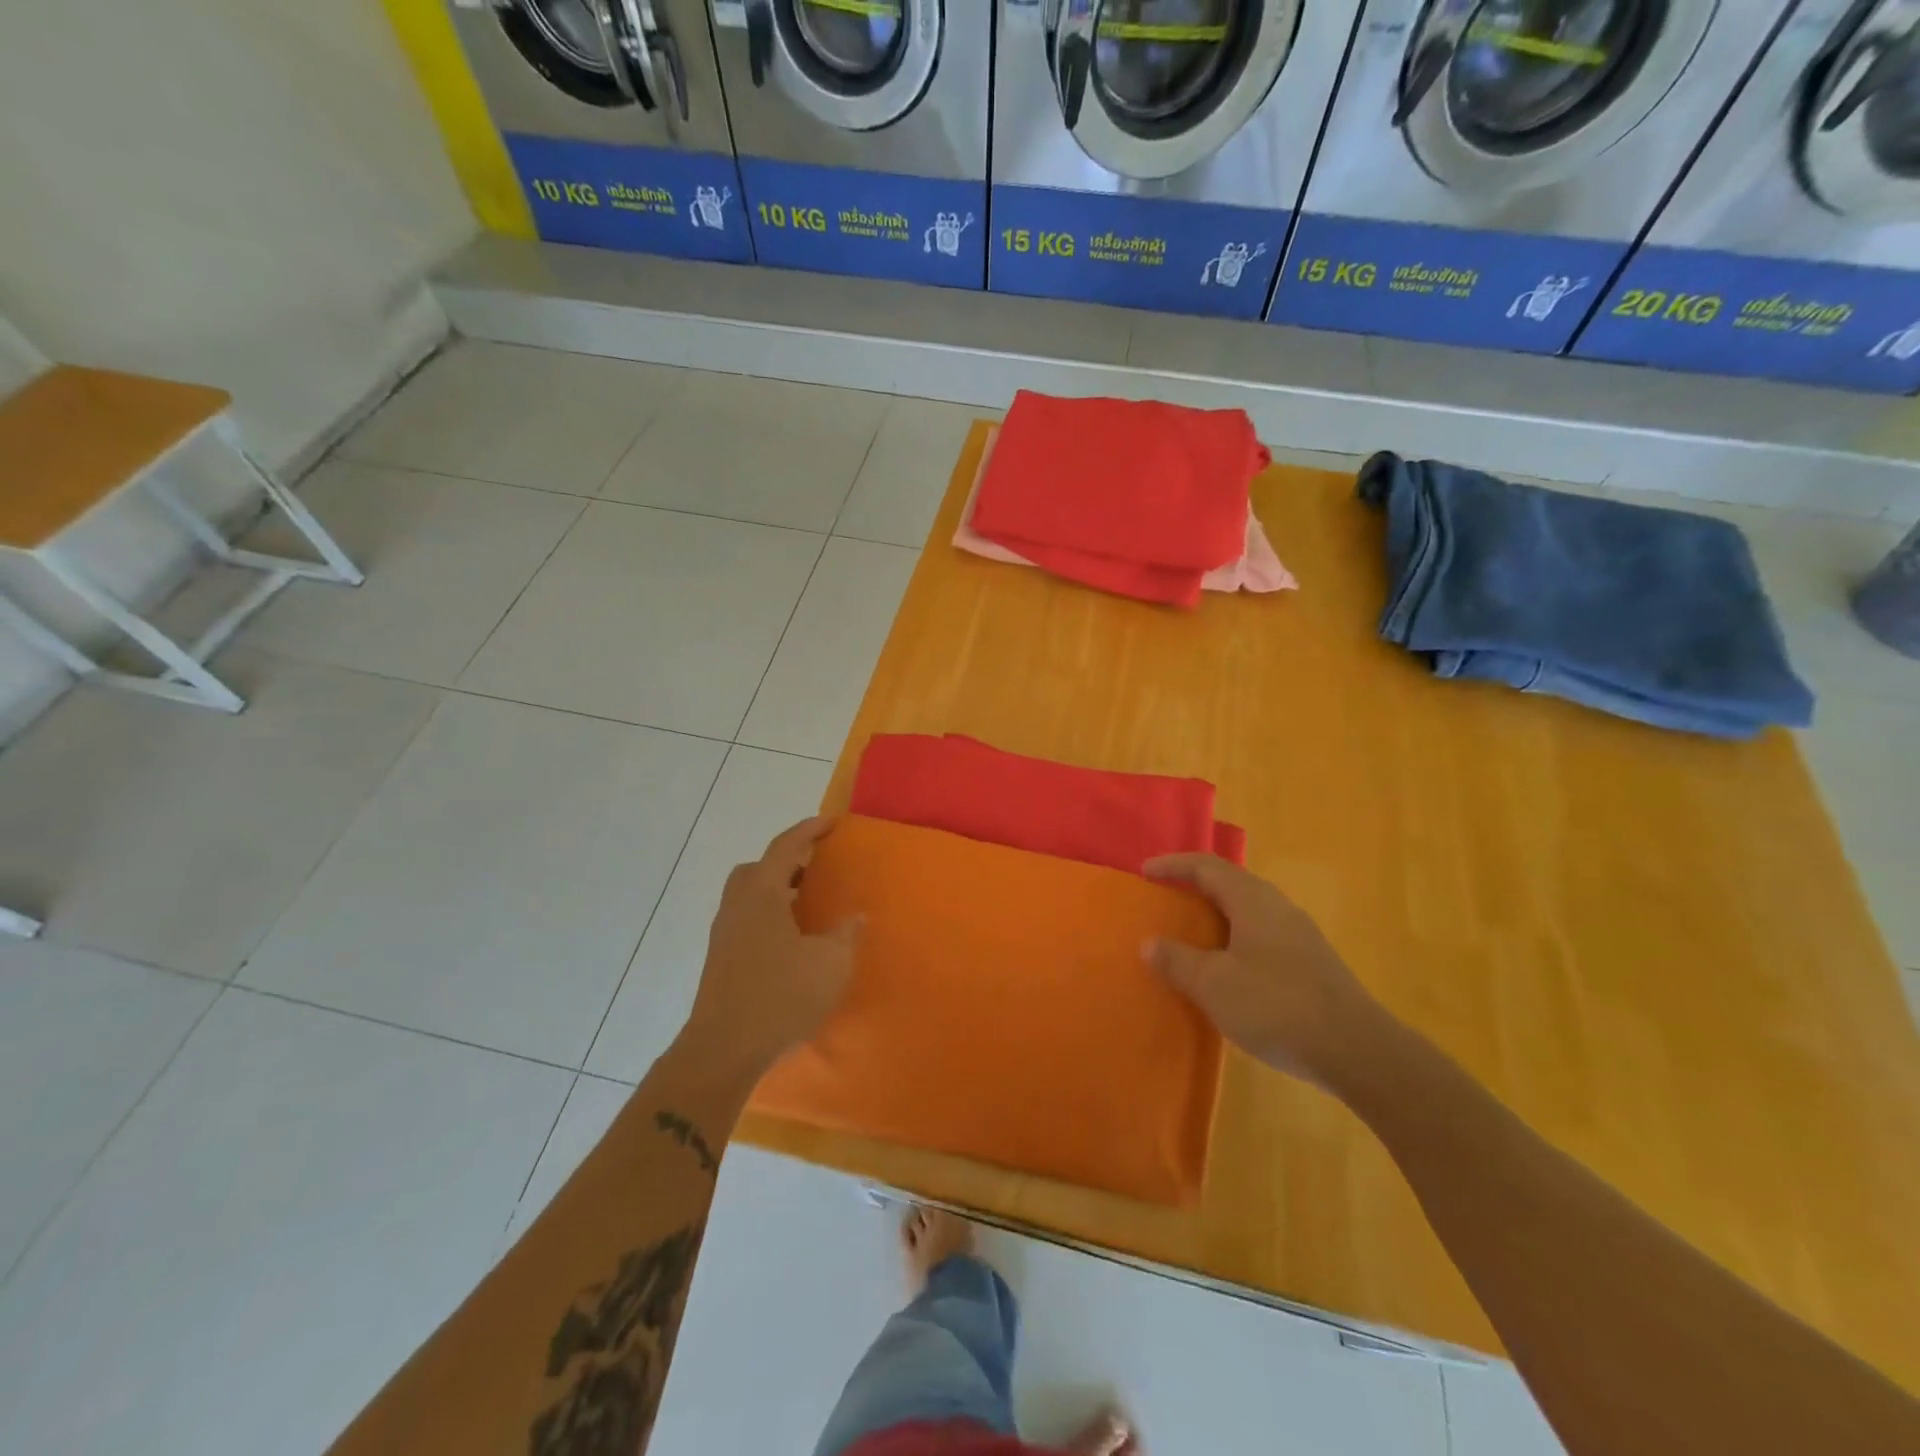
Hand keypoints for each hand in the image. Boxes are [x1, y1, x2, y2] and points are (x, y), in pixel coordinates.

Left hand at [682, 817, 862, 1076]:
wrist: (724, 1049)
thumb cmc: (780, 997)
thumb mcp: (830, 965)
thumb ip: (845, 935)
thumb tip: (856, 917)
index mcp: (762, 895)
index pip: (785, 847)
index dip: (808, 830)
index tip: (830, 822)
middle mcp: (738, 905)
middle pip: (759, 867)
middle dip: (788, 860)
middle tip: (816, 865)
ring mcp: (724, 932)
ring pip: (749, 893)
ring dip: (776, 888)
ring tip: (807, 901)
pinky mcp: (720, 957)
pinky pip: (746, 917)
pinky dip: (768, 912)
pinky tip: (790, 937)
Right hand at [1142, 853, 1389, 1089]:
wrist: (1358, 1050)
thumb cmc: (1276, 1006)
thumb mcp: (1214, 985)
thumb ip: (1177, 960)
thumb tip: (1149, 943)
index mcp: (1252, 900)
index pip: (1206, 866)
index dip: (1173, 865)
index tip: (1145, 871)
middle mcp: (1277, 907)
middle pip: (1230, 883)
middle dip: (1195, 887)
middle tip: (1166, 899)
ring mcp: (1299, 934)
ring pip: (1248, 911)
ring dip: (1217, 915)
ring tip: (1191, 933)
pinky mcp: (1311, 963)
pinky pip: (1261, 935)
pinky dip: (1234, 939)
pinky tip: (1228, 969)